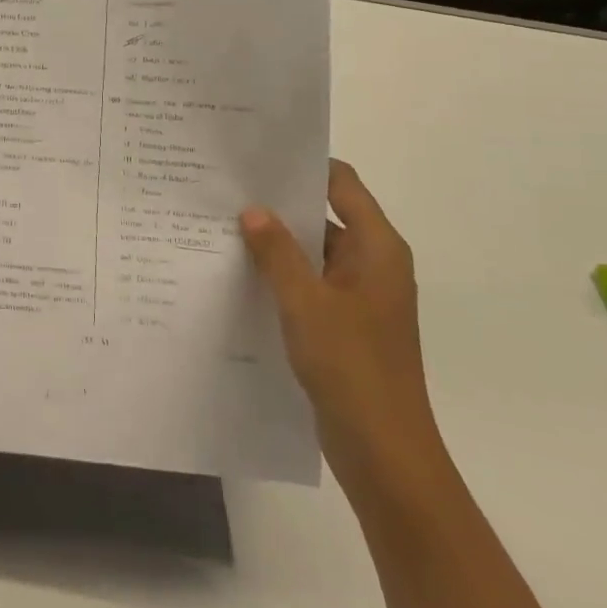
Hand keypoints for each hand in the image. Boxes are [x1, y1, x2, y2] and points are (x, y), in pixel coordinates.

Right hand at [240, 161, 443, 490]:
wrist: (384, 451)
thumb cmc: (351, 366)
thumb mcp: (305, 302)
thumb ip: (277, 253)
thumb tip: (252, 210)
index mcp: (377, 248)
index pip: (341, 184)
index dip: (303, 166)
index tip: (257, 156)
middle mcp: (372, 264)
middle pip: (325, 216)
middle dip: (280, 205)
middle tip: (227, 189)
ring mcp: (359, 296)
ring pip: (313, 253)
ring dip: (276, 243)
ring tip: (223, 226)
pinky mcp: (344, 324)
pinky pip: (310, 284)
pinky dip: (281, 276)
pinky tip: (240, 274)